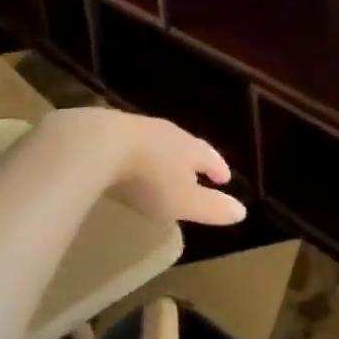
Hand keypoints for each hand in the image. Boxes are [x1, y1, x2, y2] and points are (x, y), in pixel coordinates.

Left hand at [44, 108, 246, 225]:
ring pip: (156, 141)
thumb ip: (211, 207)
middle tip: (195, 172)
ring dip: (162, 155)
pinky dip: (135, 153)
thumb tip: (242, 211)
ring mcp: (135, 127)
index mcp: (188, 147)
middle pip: (184, 145)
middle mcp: (166, 132)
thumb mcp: (183, 201)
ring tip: (162, 168)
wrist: (97, 145)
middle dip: (191, 159)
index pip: (209, 156)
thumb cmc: (148, 178)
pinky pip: (129, 142)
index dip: (218, 167)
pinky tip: (127, 163)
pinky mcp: (106, 130)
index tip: (225, 178)